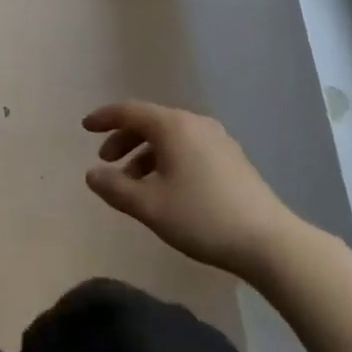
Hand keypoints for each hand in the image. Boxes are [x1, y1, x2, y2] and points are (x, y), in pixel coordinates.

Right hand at [83, 102, 296, 280]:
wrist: (267, 240)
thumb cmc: (201, 217)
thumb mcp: (149, 206)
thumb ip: (115, 188)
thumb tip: (92, 174)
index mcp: (173, 126)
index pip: (130, 111)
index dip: (104, 118)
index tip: (84, 127)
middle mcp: (196, 123)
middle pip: (151, 122)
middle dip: (124, 138)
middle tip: (106, 161)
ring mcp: (218, 139)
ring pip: (170, 137)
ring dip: (145, 153)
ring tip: (132, 182)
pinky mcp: (231, 158)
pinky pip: (188, 148)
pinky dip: (167, 159)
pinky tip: (164, 187)